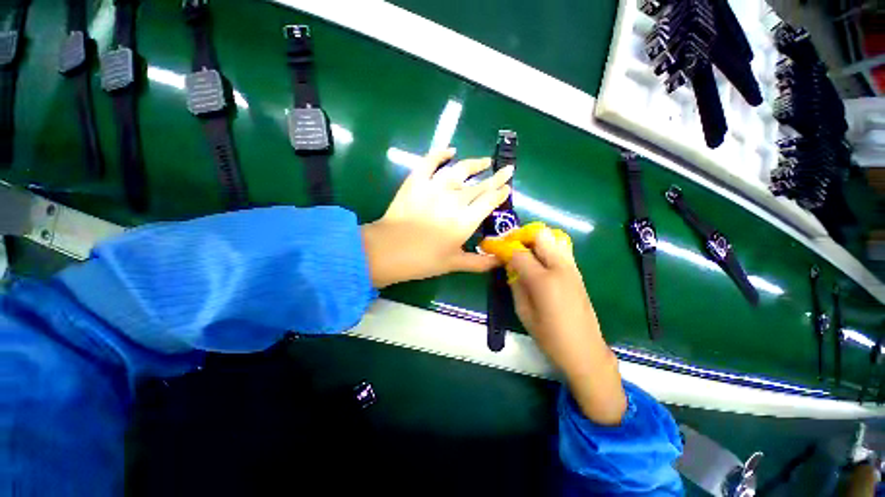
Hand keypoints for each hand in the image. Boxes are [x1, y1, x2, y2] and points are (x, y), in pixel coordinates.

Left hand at [361, 149, 513, 288]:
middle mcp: (454, 200)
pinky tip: (450, 150)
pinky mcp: (416, 181)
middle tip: (506, 169)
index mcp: (465, 221)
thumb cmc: (422, 260)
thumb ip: (479, 262)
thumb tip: (500, 262)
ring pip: (460, 170)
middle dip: (496, 177)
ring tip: (485, 161)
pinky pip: (430, 162)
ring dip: (475, 164)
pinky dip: (441, 153)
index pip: (489, 201)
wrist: (387, 250)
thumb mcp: (453, 264)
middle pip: (480, 185)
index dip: (500, 193)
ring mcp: (435, 188)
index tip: (508, 187)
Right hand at [508, 228, 626, 424]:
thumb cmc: (550, 337)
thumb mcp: (523, 312)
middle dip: (521, 236)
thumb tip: (509, 266)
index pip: (519, 252)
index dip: (503, 247)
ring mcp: (572, 268)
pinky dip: (547, 246)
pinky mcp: (577, 272)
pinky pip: (561, 248)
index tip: (492, 247)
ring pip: (553, 237)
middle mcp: (560, 267)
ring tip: (523, 251)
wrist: (585, 350)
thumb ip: (515, 284)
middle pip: (540, 235)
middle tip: (509, 246)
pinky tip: (538, 261)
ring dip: (535, 239)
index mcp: (544, 280)